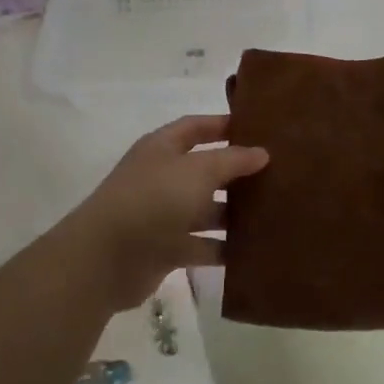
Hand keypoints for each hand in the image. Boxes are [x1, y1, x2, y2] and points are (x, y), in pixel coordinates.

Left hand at [68, 115, 268, 311]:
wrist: (106, 258)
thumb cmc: (153, 199)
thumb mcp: (198, 170)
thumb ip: (232, 160)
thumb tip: (262, 153)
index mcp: (162, 148)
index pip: (196, 127)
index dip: (224, 124)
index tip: (259, 128)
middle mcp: (162, 177)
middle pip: (205, 169)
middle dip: (237, 172)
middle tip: (278, 174)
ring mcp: (163, 214)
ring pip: (206, 209)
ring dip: (234, 213)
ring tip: (274, 213)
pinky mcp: (166, 249)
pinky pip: (202, 244)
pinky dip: (223, 247)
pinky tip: (254, 249)